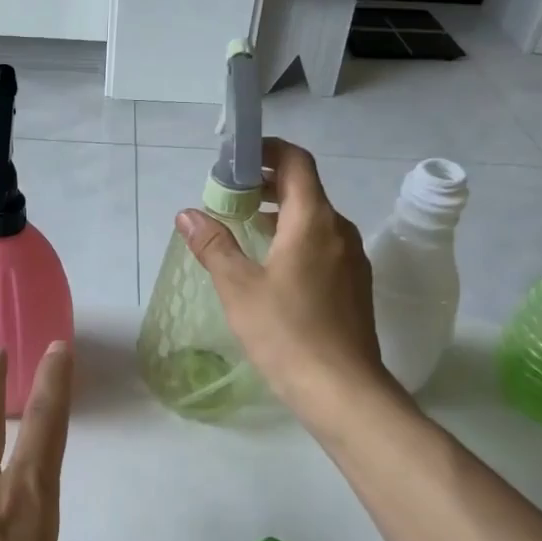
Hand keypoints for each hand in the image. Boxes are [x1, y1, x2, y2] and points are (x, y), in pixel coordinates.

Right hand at [176, 138, 392, 420]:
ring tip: (243, 226)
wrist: (342, 390)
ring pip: (314, 218)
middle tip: (227, 194)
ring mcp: (351, 258)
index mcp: (313, 221)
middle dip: (265, 183)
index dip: (266, 150)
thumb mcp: (239, 288)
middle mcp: (339, 230)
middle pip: (304, 188)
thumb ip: (213, 245)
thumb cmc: (286, 333)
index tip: (234, 158)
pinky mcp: (354, 284)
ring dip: (279, 212)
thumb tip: (187, 214)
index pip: (295, 161)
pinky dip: (294, 238)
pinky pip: (322, 244)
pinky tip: (271, 264)